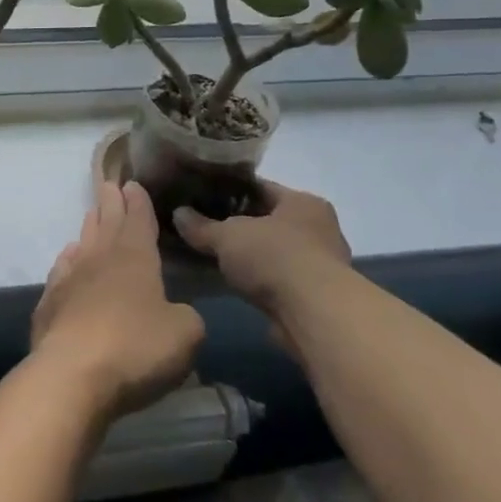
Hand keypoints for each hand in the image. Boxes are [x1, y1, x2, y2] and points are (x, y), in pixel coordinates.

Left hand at [31, 182, 204, 419]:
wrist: (72, 374)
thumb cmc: (136, 348)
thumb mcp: (185, 335)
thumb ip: (185, 317)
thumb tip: (174, 313)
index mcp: (136, 258)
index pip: (139, 220)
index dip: (139, 203)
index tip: (133, 184)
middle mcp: (100, 259)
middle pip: (106, 223)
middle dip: (111, 203)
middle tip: (109, 185)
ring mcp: (70, 279)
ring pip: (82, 243)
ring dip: (90, 227)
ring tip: (93, 214)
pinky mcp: (49, 304)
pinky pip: (61, 270)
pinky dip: (68, 260)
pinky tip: (69, 258)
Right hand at [173, 180, 351, 309]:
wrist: (313, 313)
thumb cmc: (274, 257)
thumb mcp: (227, 236)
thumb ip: (201, 226)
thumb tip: (178, 214)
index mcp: (303, 202)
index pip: (261, 188)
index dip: (230, 191)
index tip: (204, 197)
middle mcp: (319, 228)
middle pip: (270, 220)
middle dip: (240, 225)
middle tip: (206, 227)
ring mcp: (322, 264)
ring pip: (275, 251)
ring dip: (252, 256)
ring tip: (217, 257)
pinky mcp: (317, 296)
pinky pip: (279, 278)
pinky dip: (260, 279)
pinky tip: (236, 283)